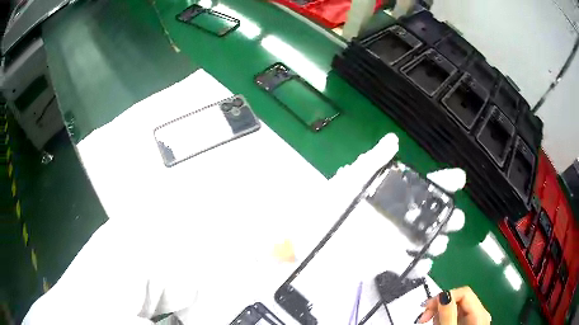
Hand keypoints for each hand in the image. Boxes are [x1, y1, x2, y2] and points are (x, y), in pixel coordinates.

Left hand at [325, 133, 466, 279]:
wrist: (309, 240)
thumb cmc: (329, 207)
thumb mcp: (351, 178)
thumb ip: (374, 160)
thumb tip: (393, 139)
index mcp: (391, 197)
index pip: (423, 187)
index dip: (442, 182)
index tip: (459, 179)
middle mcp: (397, 219)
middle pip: (430, 217)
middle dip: (447, 217)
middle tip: (456, 219)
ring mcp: (393, 242)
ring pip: (424, 242)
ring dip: (437, 242)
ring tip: (440, 243)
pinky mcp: (384, 262)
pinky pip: (407, 265)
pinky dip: (418, 266)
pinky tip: (424, 263)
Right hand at [416, 287, 490, 324]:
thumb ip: (448, 315)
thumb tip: (443, 294)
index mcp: (480, 314)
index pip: (464, 292)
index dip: (445, 296)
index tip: (425, 308)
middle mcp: (480, 314)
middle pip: (460, 299)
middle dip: (440, 306)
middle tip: (423, 317)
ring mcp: (474, 319)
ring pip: (456, 307)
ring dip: (440, 313)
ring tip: (431, 323)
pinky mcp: (467, 324)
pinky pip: (456, 315)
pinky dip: (444, 318)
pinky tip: (438, 324)